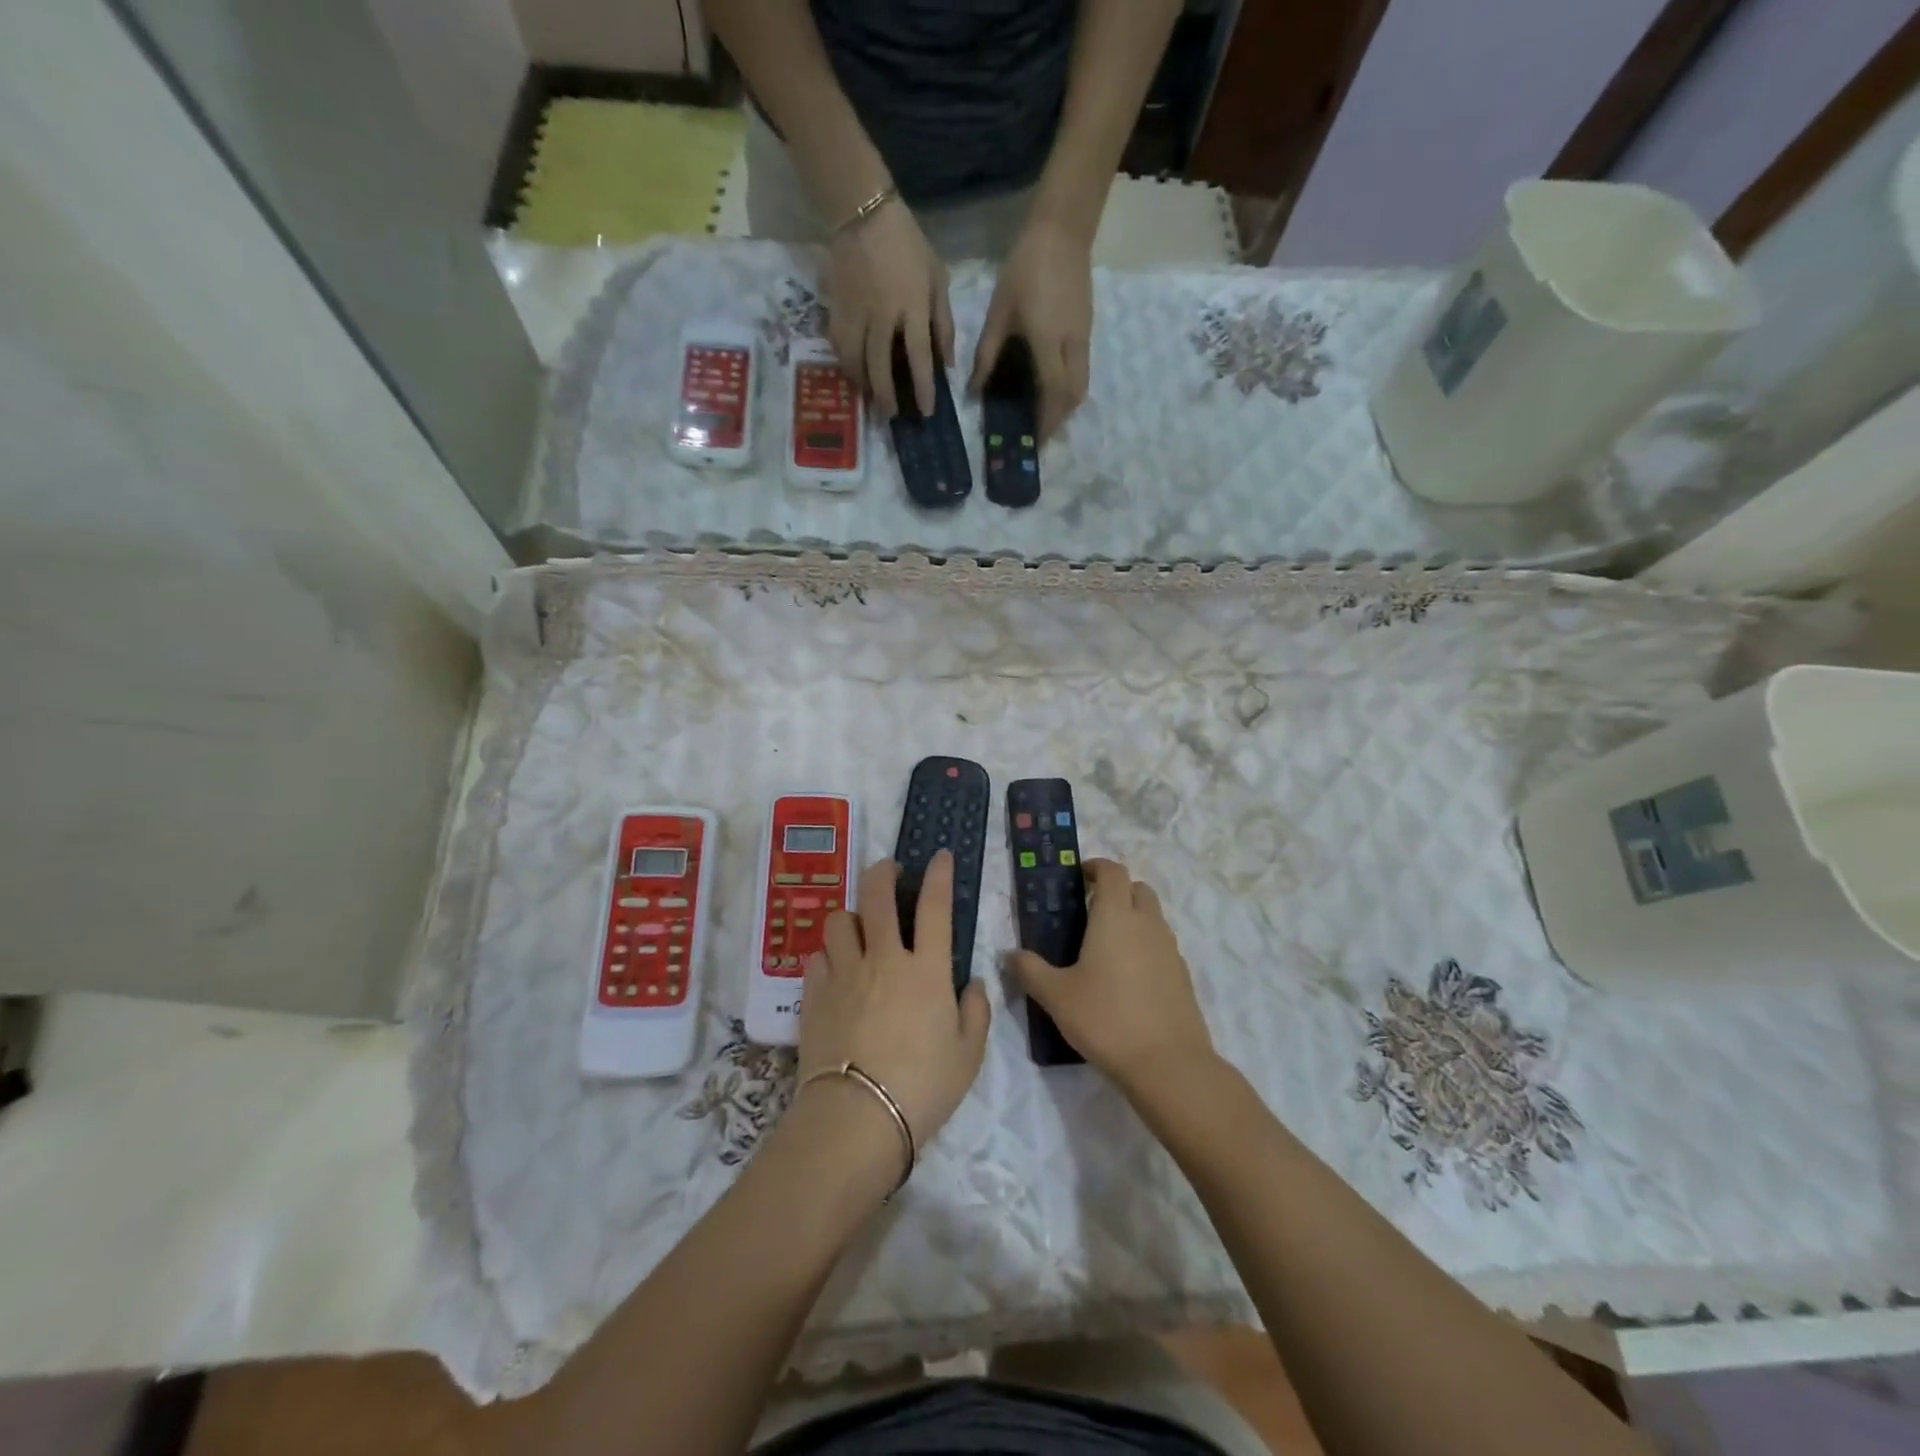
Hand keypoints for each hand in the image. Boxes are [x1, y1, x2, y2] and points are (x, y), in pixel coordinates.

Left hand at [798, 852, 990, 1162]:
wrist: (857, 1117)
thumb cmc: (923, 1087)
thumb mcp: (968, 1055)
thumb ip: (975, 1012)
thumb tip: (973, 982)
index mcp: (926, 970)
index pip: (934, 907)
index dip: (939, 875)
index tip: (940, 856)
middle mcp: (883, 959)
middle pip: (877, 895)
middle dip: (883, 872)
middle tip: (889, 871)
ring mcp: (844, 973)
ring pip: (840, 920)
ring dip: (852, 914)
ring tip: (859, 926)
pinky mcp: (813, 994)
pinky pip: (818, 956)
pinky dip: (829, 953)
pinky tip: (836, 967)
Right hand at [827, 199, 953, 420]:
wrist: (862, 212)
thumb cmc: (907, 244)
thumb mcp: (937, 277)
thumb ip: (944, 322)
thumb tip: (947, 363)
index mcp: (912, 306)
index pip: (919, 357)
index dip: (923, 388)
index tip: (926, 411)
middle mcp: (882, 315)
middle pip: (881, 368)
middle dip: (886, 397)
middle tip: (891, 415)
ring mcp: (855, 313)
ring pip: (855, 362)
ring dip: (863, 384)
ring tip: (870, 396)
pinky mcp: (835, 308)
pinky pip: (838, 346)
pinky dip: (846, 363)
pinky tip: (853, 371)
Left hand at [970, 216, 1093, 440]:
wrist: (1062, 230)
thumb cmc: (1024, 268)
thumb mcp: (999, 313)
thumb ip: (987, 355)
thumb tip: (975, 390)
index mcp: (1048, 342)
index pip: (1053, 393)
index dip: (1046, 420)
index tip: (1034, 439)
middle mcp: (1072, 345)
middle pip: (1075, 395)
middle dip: (1060, 418)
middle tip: (1040, 429)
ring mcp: (1084, 336)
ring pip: (1081, 384)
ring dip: (1066, 404)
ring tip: (1045, 412)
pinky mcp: (1087, 328)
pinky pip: (1082, 368)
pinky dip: (1069, 385)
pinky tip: (1050, 384)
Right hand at [1009, 859, 1215, 1096]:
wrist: (1168, 1065)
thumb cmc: (1106, 1019)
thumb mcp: (1056, 996)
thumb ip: (1029, 970)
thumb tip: (1009, 954)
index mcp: (1115, 916)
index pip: (1112, 871)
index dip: (1095, 867)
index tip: (1078, 877)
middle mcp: (1147, 924)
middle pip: (1137, 888)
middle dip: (1116, 890)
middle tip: (1090, 910)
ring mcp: (1170, 949)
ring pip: (1153, 917)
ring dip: (1133, 917)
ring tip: (1105, 947)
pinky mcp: (1182, 975)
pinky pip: (1162, 945)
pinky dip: (1146, 946)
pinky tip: (1127, 978)